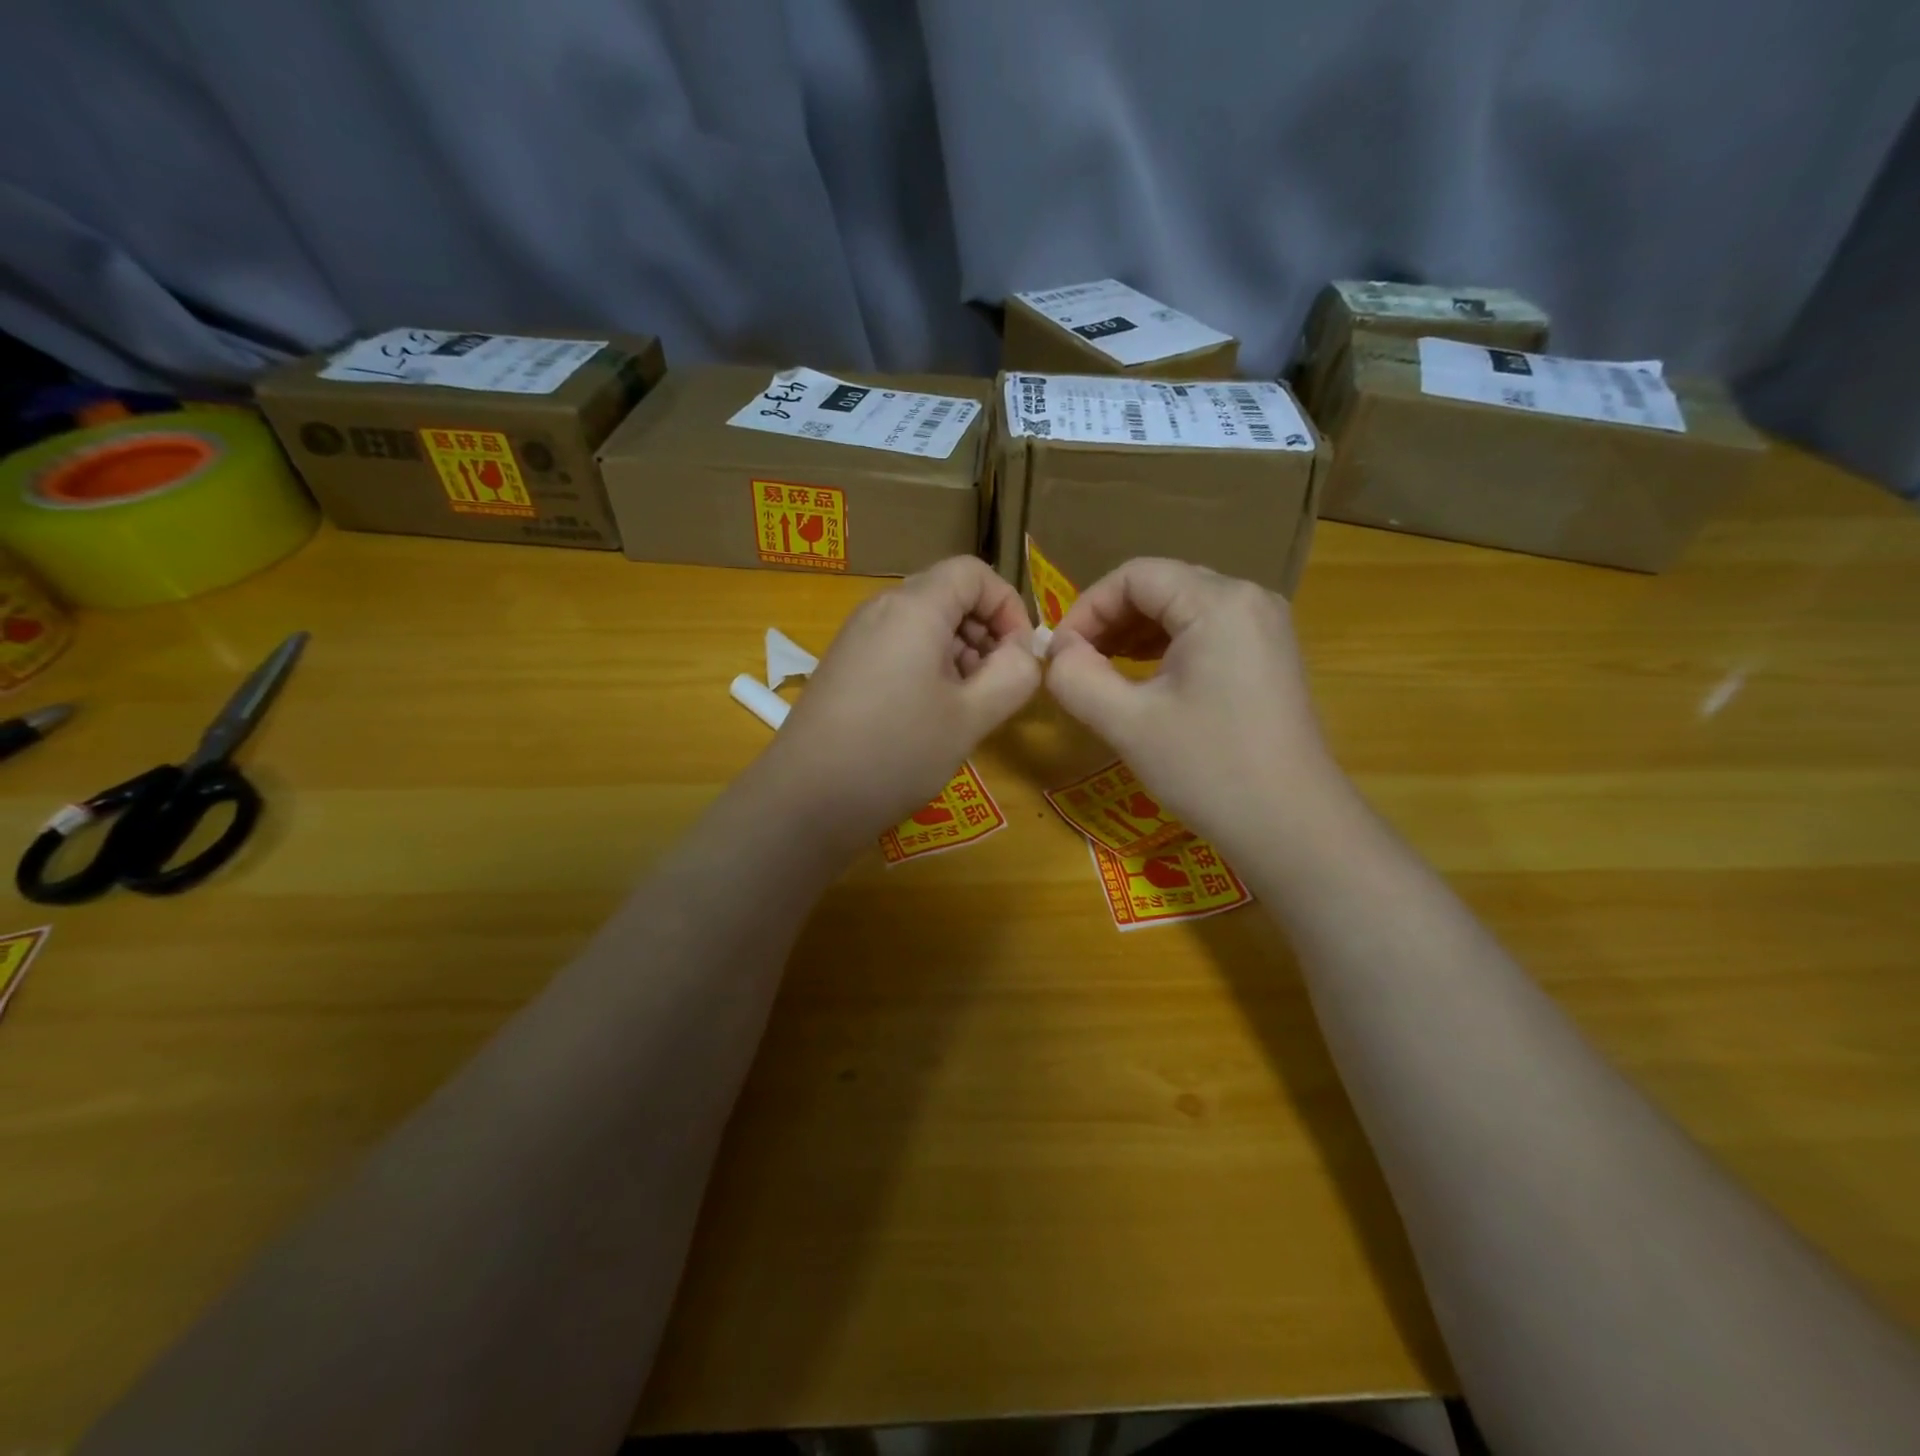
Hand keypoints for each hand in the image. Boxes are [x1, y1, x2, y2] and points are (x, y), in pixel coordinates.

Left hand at [763, 556, 1040, 846]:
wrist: (806, 800)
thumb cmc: (896, 753)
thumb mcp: (970, 718)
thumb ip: (1013, 675)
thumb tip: (1024, 652)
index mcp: (914, 608)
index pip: (973, 572)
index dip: (1008, 605)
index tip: (1021, 655)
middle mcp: (880, 610)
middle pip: (948, 595)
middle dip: (985, 632)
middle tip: (998, 686)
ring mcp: (857, 638)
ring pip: (924, 624)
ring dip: (959, 653)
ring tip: (968, 707)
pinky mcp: (844, 666)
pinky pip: (898, 647)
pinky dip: (928, 667)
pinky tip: (931, 715)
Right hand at [1045, 558, 1336, 847]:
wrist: (1293, 827)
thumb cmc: (1208, 770)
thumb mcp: (1128, 724)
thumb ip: (1077, 677)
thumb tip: (1056, 651)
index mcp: (1217, 602)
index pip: (1134, 576)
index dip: (1086, 608)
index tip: (1059, 654)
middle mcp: (1248, 598)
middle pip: (1160, 586)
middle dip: (1109, 620)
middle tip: (1075, 664)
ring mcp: (1265, 626)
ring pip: (1182, 607)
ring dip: (1134, 633)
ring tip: (1101, 671)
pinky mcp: (1269, 655)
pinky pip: (1206, 630)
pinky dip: (1165, 647)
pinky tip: (1143, 680)